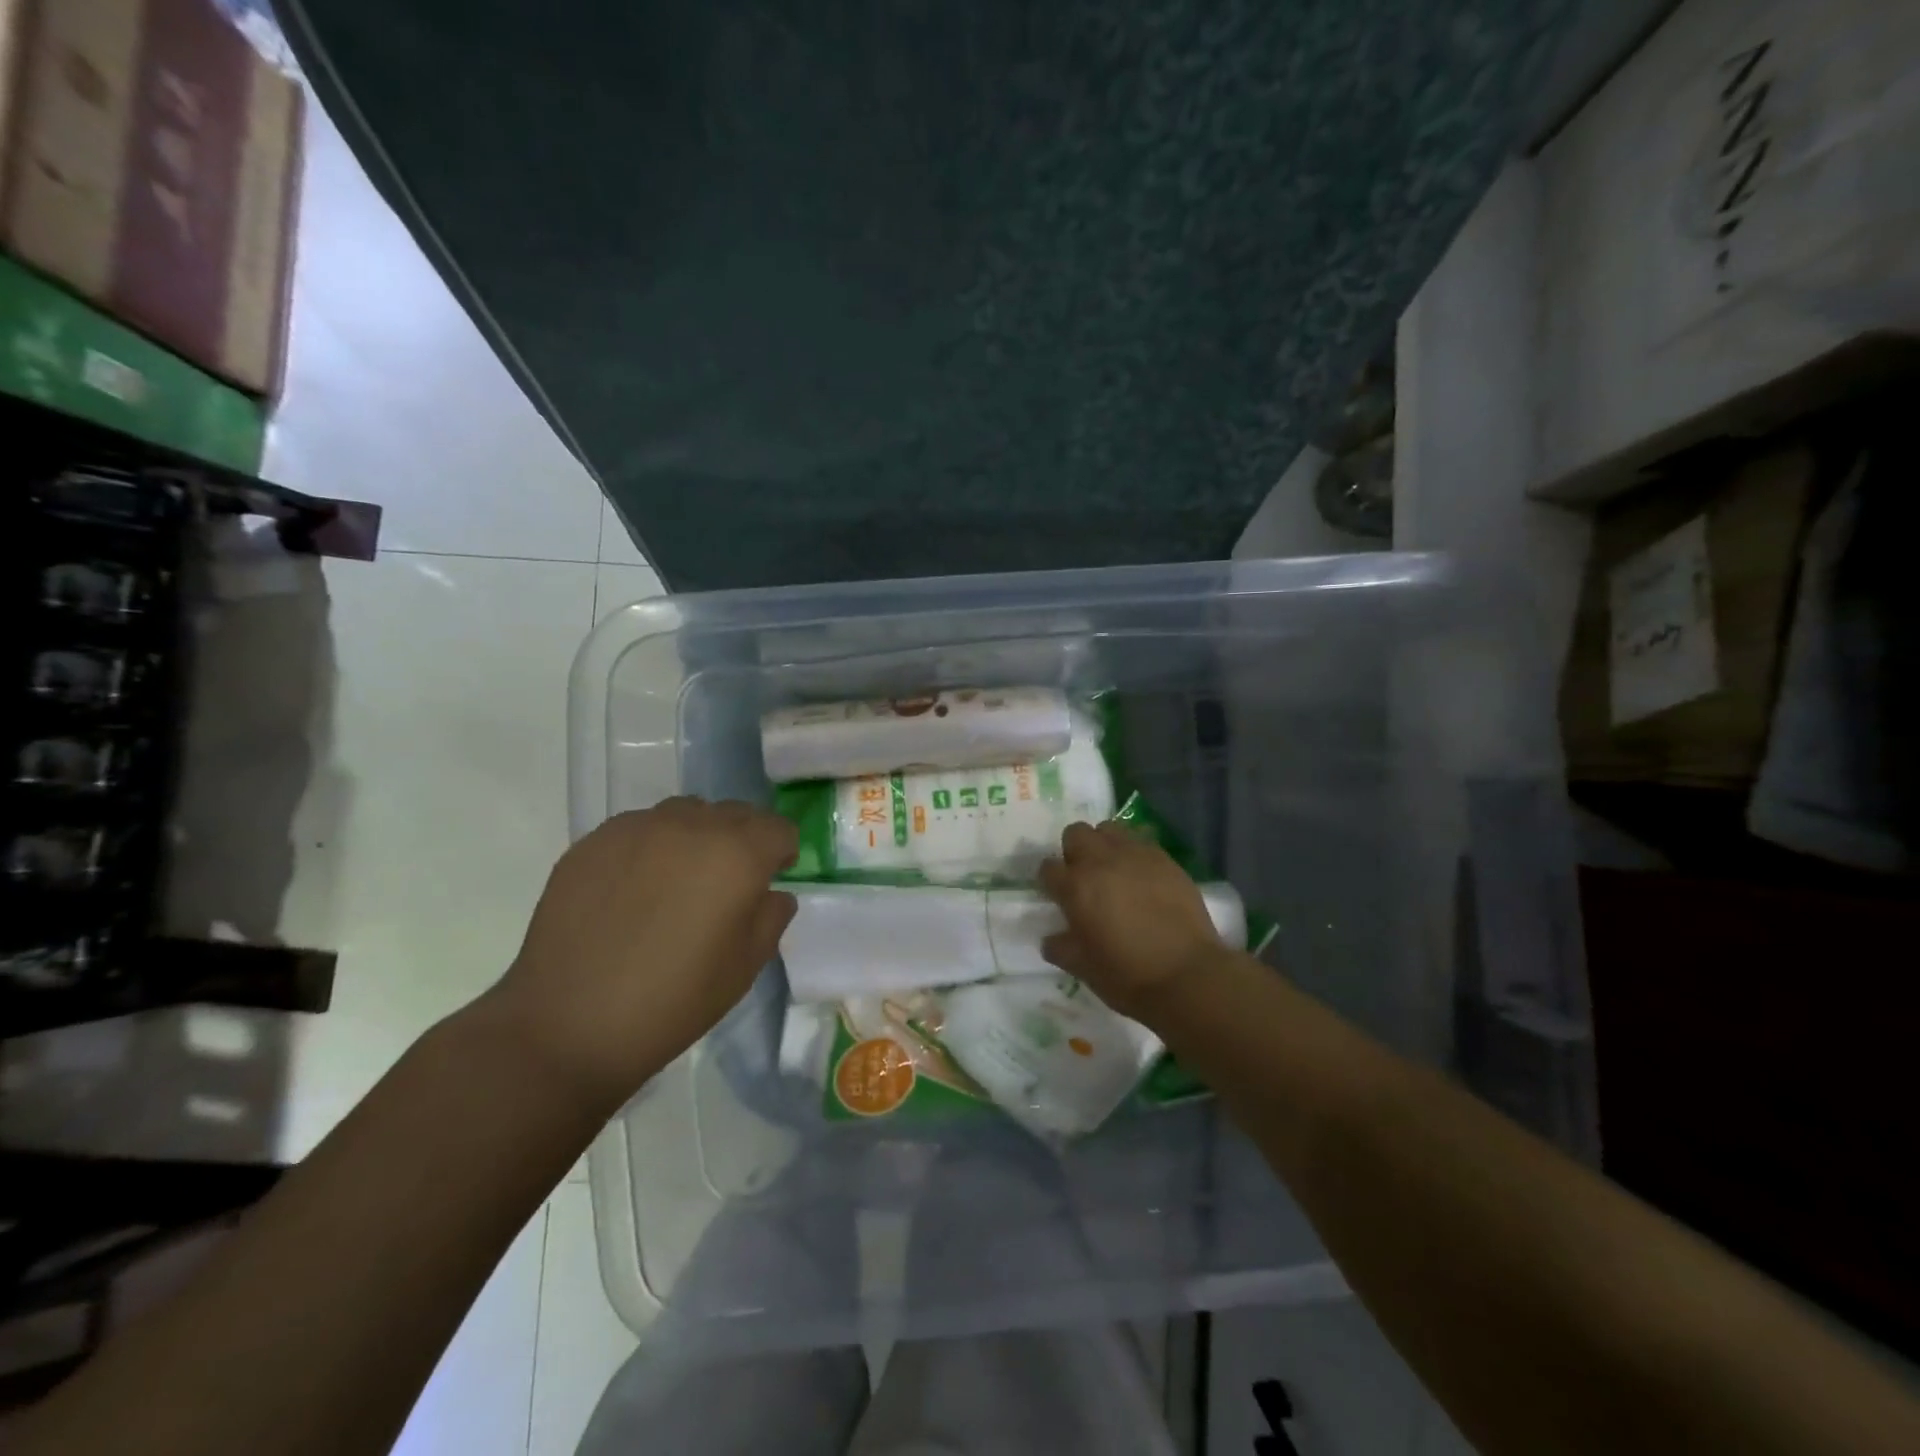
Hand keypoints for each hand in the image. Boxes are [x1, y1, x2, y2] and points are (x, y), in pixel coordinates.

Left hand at [488, 797, 796, 1110]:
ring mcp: (636, 828)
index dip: (780, 854)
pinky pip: (639, 828)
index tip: (769, 879)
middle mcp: (690, 826)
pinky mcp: (593, 841)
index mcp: (737, 854)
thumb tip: (770, 893)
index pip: (777, 828)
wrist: (568, 1024)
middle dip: (742, 839)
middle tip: (726, 884)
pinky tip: (633, 890)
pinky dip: (650, 847)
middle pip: (734, 813)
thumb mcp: (745, 967)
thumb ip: (771, 917)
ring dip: (696, 836)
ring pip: (685, 813)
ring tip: (678, 881)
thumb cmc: (673, 1002)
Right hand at [1038, 821, 1228, 1021]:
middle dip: (1074, 851)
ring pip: (1109, 829)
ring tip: (1114, 870)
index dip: (1050, 881)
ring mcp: (1135, 855)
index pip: (1048, 868)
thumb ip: (1060, 948)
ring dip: (1104, 845)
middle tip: (1085, 878)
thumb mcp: (1083, 969)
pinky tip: (1143, 877)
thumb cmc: (1128, 976)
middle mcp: (1101, 861)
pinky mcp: (1165, 859)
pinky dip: (1134, 853)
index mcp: (1075, 887)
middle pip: (1076, 834)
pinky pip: (1141, 841)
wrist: (1188, 976)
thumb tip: (1052, 939)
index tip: (1058, 895)